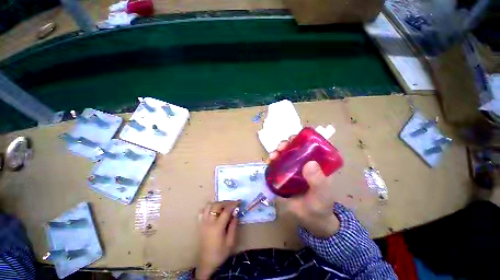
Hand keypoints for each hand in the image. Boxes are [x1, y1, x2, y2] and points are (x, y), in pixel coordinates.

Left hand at [195, 201, 239, 279]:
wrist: (206, 262)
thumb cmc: (220, 253)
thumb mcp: (230, 242)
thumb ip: (233, 226)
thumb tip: (236, 213)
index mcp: (217, 227)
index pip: (226, 210)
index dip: (233, 204)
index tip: (239, 202)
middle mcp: (209, 222)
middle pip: (217, 205)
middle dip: (226, 202)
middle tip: (232, 204)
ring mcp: (203, 222)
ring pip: (208, 205)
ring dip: (217, 203)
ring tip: (223, 206)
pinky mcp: (199, 224)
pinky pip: (202, 211)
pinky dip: (208, 207)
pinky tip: (213, 210)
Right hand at [269, 138, 339, 237]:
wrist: (310, 220)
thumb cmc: (320, 205)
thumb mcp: (322, 193)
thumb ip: (318, 181)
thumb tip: (310, 163)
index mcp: (316, 163)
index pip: (309, 146)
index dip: (301, 140)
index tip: (292, 139)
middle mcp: (303, 164)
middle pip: (293, 149)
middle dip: (285, 145)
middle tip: (280, 148)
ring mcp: (292, 170)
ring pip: (283, 156)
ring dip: (277, 153)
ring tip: (272, 156)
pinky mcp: (283, 177)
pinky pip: (276, 166)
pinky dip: (271, 163)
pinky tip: (268, 163)